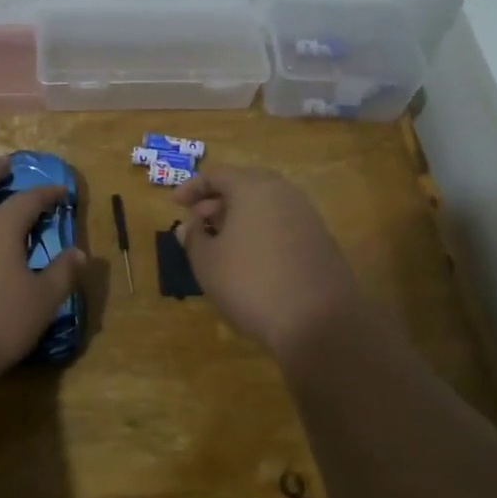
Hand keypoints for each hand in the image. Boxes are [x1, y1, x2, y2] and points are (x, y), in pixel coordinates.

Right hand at [175, 166, 361, 360]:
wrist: (319, 322)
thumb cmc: (251, 284)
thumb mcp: (207, 262)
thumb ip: (193, 237)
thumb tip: (190, 224)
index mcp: (253, 188)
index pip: (217, 175)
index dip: (191, 187)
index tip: (175, 205)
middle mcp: (283, 192)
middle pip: (244, 184)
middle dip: (217, 200)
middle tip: (198, 220)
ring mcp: (307, 215)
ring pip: (265, 204)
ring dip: (240, 216)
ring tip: (221, 241)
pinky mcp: (321, 239)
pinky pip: (282, 222)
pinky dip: (261, 229)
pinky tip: (251, 257)